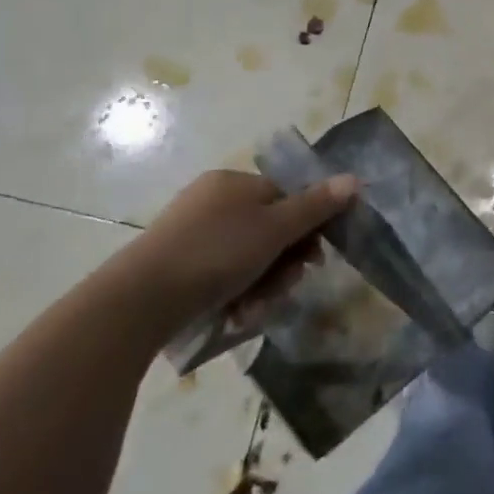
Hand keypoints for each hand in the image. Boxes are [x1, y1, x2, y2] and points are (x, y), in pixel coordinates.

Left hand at [122, 169, 356, 328]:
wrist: (140, 299)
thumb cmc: (216, 253)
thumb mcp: (274, 229)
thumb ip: (316, 206)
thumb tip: (354, 180)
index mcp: (234, 183)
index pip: (286, 197)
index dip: (306, 227)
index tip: (314, 259)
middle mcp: (213, 200)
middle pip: (269, 229)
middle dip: (283, 263)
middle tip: (285, 288)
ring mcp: (192, 232)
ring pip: (248, 256)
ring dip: (262, 284)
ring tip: (254, 309)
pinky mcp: (177, 264)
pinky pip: (221, 273)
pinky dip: (235, 292)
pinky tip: (235, 313)